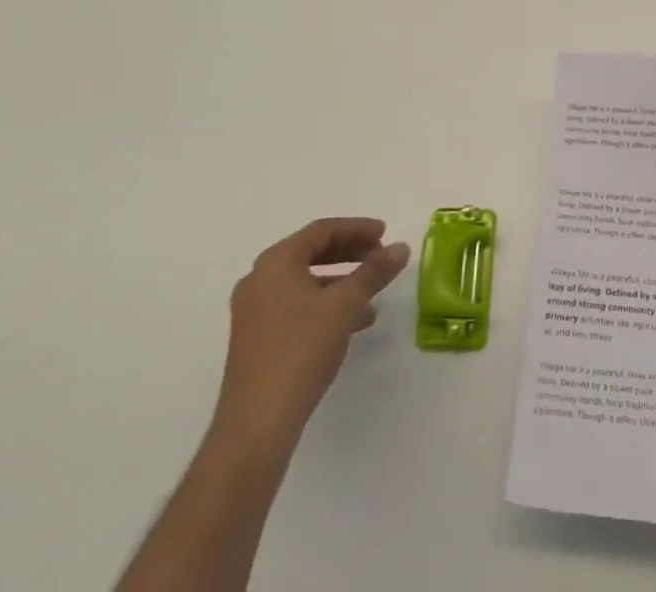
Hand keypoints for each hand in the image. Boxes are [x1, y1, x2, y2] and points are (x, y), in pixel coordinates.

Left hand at [209, 218, 409, 458]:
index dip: (357, 228)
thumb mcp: (345, 306)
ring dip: (341, 282)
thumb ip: (374, 272)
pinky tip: (352, 323)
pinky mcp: (257, 340)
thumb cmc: (300, 351)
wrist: (256, 425)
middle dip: (350, 253)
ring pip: (305, 282)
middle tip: (380, 257)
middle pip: (311, 252)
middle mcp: (259, 280)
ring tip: (372, 294)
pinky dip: (325, 305)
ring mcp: (254, 312)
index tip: (385, 233)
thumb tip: (401, 248)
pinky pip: (297, 306)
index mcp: (275, 262)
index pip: (322, 231)